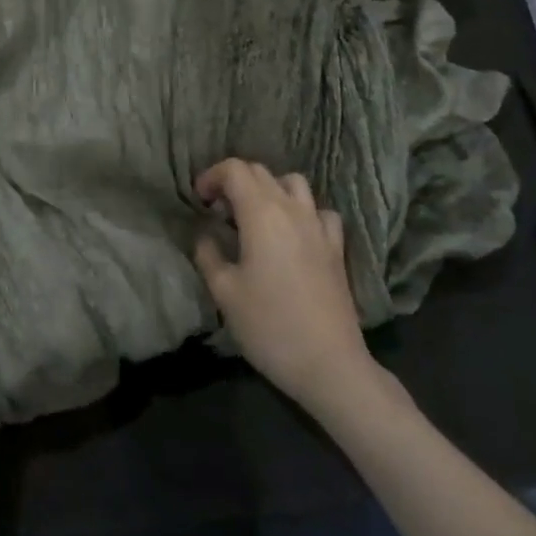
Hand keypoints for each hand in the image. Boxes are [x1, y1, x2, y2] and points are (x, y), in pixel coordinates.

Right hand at [194, 159, 376, 409]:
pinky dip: (302, 211)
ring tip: (255, 217)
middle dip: (234, 181)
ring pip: (293, 183)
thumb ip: (208, 253)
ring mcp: (319, 227)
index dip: (211, 176)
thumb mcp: (224, 291)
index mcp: (261, 213)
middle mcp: (292, 209)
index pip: (234, 169)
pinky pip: (319, 211)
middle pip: (260, 172)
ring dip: (269, 189)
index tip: (199, 201)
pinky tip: (293, 234)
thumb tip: (205, 234)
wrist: (329, 365)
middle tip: (218, 211)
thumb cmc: (269, 326)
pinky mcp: (336, 248)